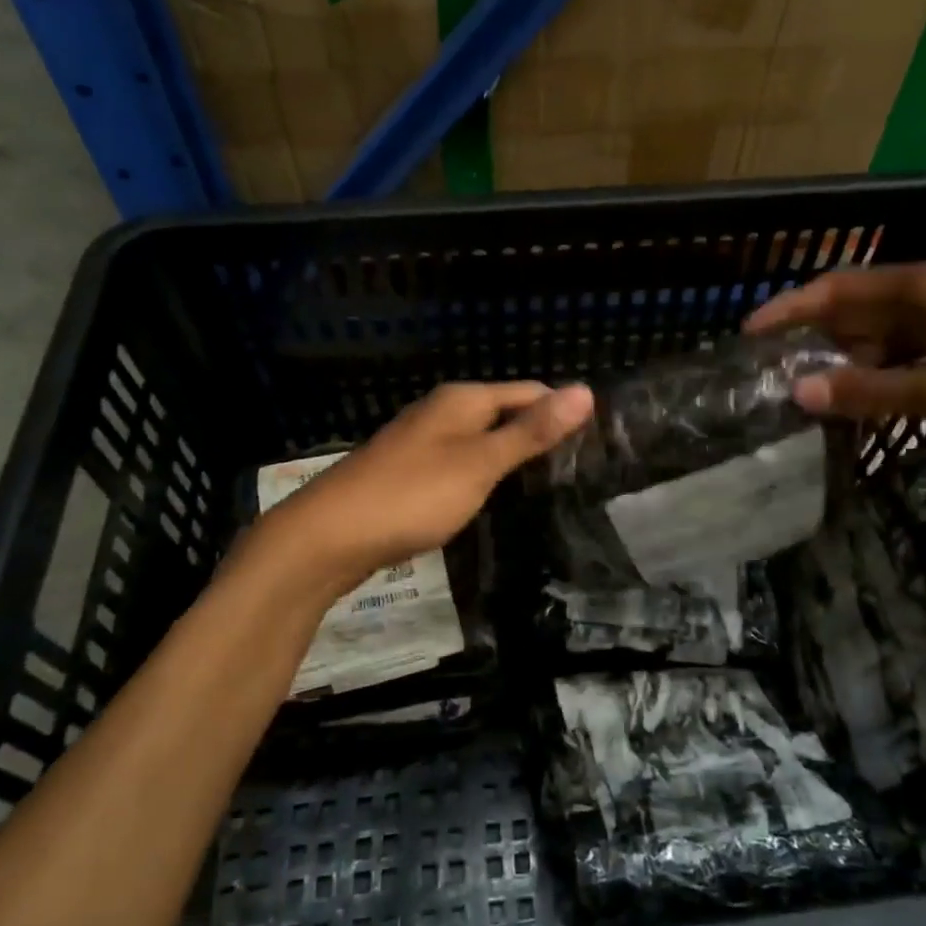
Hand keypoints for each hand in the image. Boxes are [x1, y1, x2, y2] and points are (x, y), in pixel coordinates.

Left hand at [254, 381, 593, 594]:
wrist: (329, 535)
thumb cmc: (413, 494)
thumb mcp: (481, 463)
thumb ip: (531, 431)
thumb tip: (585, 390)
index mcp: (463, 399)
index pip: (530, 391)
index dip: (562, 412)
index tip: (595, 443)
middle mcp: (442, 410)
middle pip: (505, 411)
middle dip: (538, 434)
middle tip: (577, 469)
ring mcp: (421, 439)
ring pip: (481, 437)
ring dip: (511, 455)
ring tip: (545, 484)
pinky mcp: (408, 470)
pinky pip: (459, 460)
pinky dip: (482, 473)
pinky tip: (490, 496)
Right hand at [746, 261, 925, 477]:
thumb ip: (872, 392)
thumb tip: (799, 393)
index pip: (840, 288)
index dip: (790, 309)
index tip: (749, 335)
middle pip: (858, 314)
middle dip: (814, 343)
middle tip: (772, 381)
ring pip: (884, 343)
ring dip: (848, 369)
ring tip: (808, 403)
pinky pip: (911, 366)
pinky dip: (883, 385)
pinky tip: (864, 414)